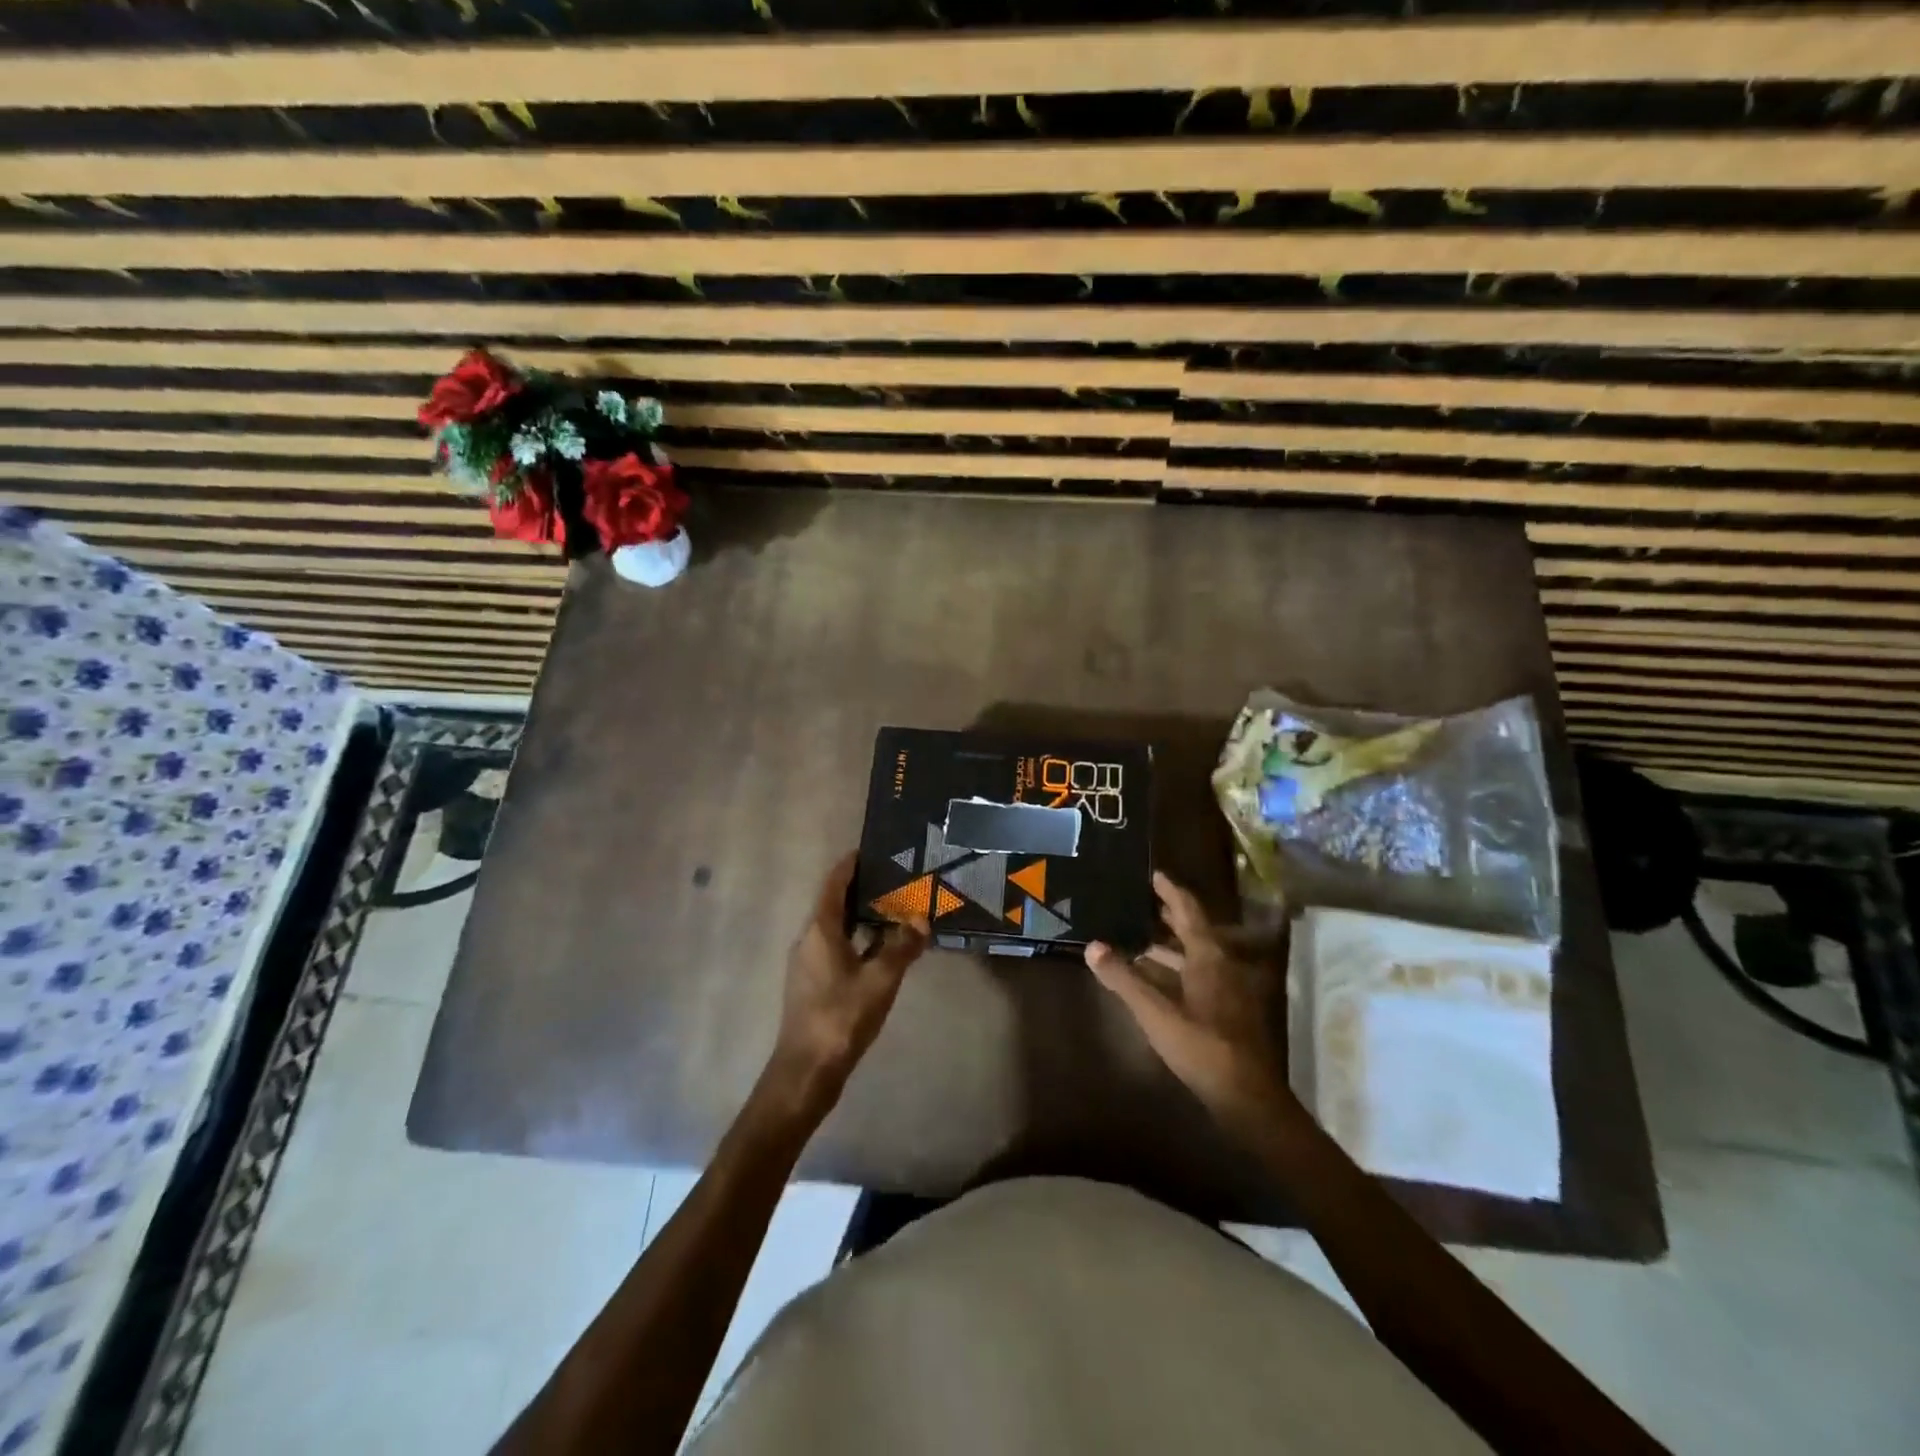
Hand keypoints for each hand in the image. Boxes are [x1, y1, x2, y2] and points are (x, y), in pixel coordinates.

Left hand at [766, 852, 929, 1116]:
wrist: (807, 1071)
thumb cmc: (841, 1017)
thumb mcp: (880, 979)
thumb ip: (901, 946)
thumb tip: (921, 919)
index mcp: (819, 931)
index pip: (833, 885)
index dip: (849, 866)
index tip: (869, 851)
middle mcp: (808, 940)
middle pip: (834, 905)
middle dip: (860, 891)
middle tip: (893, 879)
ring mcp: (807, 964)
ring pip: (835, 929)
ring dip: (860, 917)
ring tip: (892, 910)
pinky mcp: (812, 985)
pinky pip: (836, 949)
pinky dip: (857, 940)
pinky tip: (880, 950)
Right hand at [1085, 872, 1290, 1130]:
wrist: (1245, 1096)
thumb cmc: (1201, 1045)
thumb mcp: (1155, 1011)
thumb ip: (1123, 978)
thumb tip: (1092, 946)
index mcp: (1208, 956)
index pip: (1188, 910)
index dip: (1170, 891)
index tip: (1153, 874)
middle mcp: (1221, 965)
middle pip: (1193, 931)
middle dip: (1167, 916)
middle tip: (1140, 902)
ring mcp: (1226, 989)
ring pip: (1193, 956)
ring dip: (1167, 946)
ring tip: (1137, 937)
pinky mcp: (1225, 1011)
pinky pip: (1196, 976)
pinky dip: (1174, 969)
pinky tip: (1153, 978)